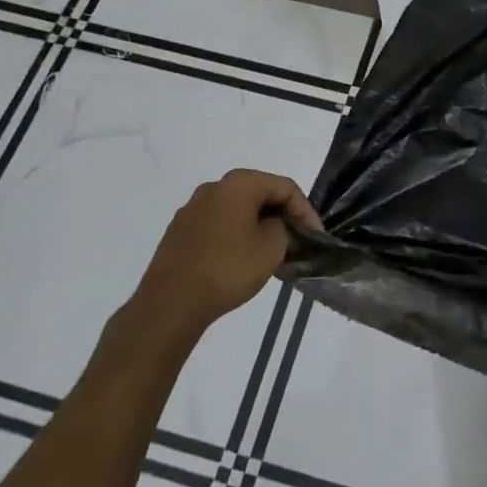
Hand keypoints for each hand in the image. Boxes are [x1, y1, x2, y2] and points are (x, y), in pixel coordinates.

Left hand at [136, 169, 321, 332]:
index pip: (285, 187)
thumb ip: (284, 229)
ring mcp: (192, 208)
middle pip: (260, 194)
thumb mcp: (272, 248)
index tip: (316, 236)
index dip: (306, 211)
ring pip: (237, 210)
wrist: (170, 303)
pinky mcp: (179, 231)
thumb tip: (276, 227)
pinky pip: (218, 225)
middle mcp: (214, 187)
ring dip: (258, 226)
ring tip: (271, 252)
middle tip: (297, 240)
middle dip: (282, 216)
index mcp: (239, 183)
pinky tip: (242, 259)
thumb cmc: (228, 268)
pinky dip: (236, 235)